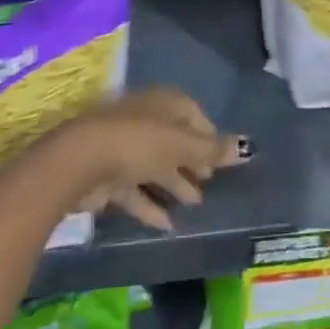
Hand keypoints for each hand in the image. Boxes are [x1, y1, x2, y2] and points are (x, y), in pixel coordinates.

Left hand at [49, 87, 247, 231]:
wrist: (81, 161)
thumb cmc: (139, 142)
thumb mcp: (182, 145)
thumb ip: (213, 150)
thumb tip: (248, 147)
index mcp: (164, 103)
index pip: (193, 114)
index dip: (209, 135)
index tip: (222, 159)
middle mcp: (145, 120)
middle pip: (174, 140)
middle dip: (192, 161)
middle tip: (211, 183)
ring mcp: (124, 147)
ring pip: (156, 166)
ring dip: (174, 184)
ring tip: (195, 205)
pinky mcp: (108, 176)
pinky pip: (136, 190)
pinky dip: (151, 206)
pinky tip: (168, 225)